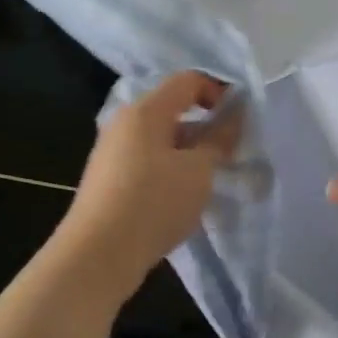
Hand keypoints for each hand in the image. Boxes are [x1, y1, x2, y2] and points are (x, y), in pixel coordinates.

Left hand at [55, 71, 242, 294]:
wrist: (97, 257)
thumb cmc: (154, 203)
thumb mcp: (199, 170)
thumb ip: (220, 139)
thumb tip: (234, 116)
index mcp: (145, 110)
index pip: (187, 81)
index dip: (218, 91)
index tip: (240, 120)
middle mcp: (124, 123)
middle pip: (172, 109)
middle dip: (205, 127)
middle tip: (230, 153)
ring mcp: (112, 152)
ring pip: (160, 139)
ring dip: (189, 152)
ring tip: (209, 180)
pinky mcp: (108, 180)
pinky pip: (147, 161)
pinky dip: (170, 170)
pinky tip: (182, 198)